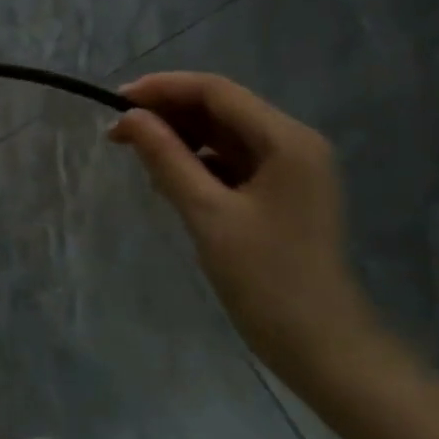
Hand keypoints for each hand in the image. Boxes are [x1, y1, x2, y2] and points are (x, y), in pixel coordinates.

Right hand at [109, 73, 388, 391]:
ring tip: (138, 157)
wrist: (323, 349)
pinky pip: (232, 162)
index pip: (217, 92)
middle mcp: (293, 144)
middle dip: (168, 114)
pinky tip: (168, 181)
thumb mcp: (207, 214)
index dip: (163, 89)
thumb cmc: (266, 279)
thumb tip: (129, 118)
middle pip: (221, 109)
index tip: (116, 102)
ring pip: (224, 135)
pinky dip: (197, 163)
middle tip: (118, 133)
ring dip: (180, 139)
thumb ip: (166, 159)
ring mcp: (290, 170)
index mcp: (286, 140)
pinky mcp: (281, 194)